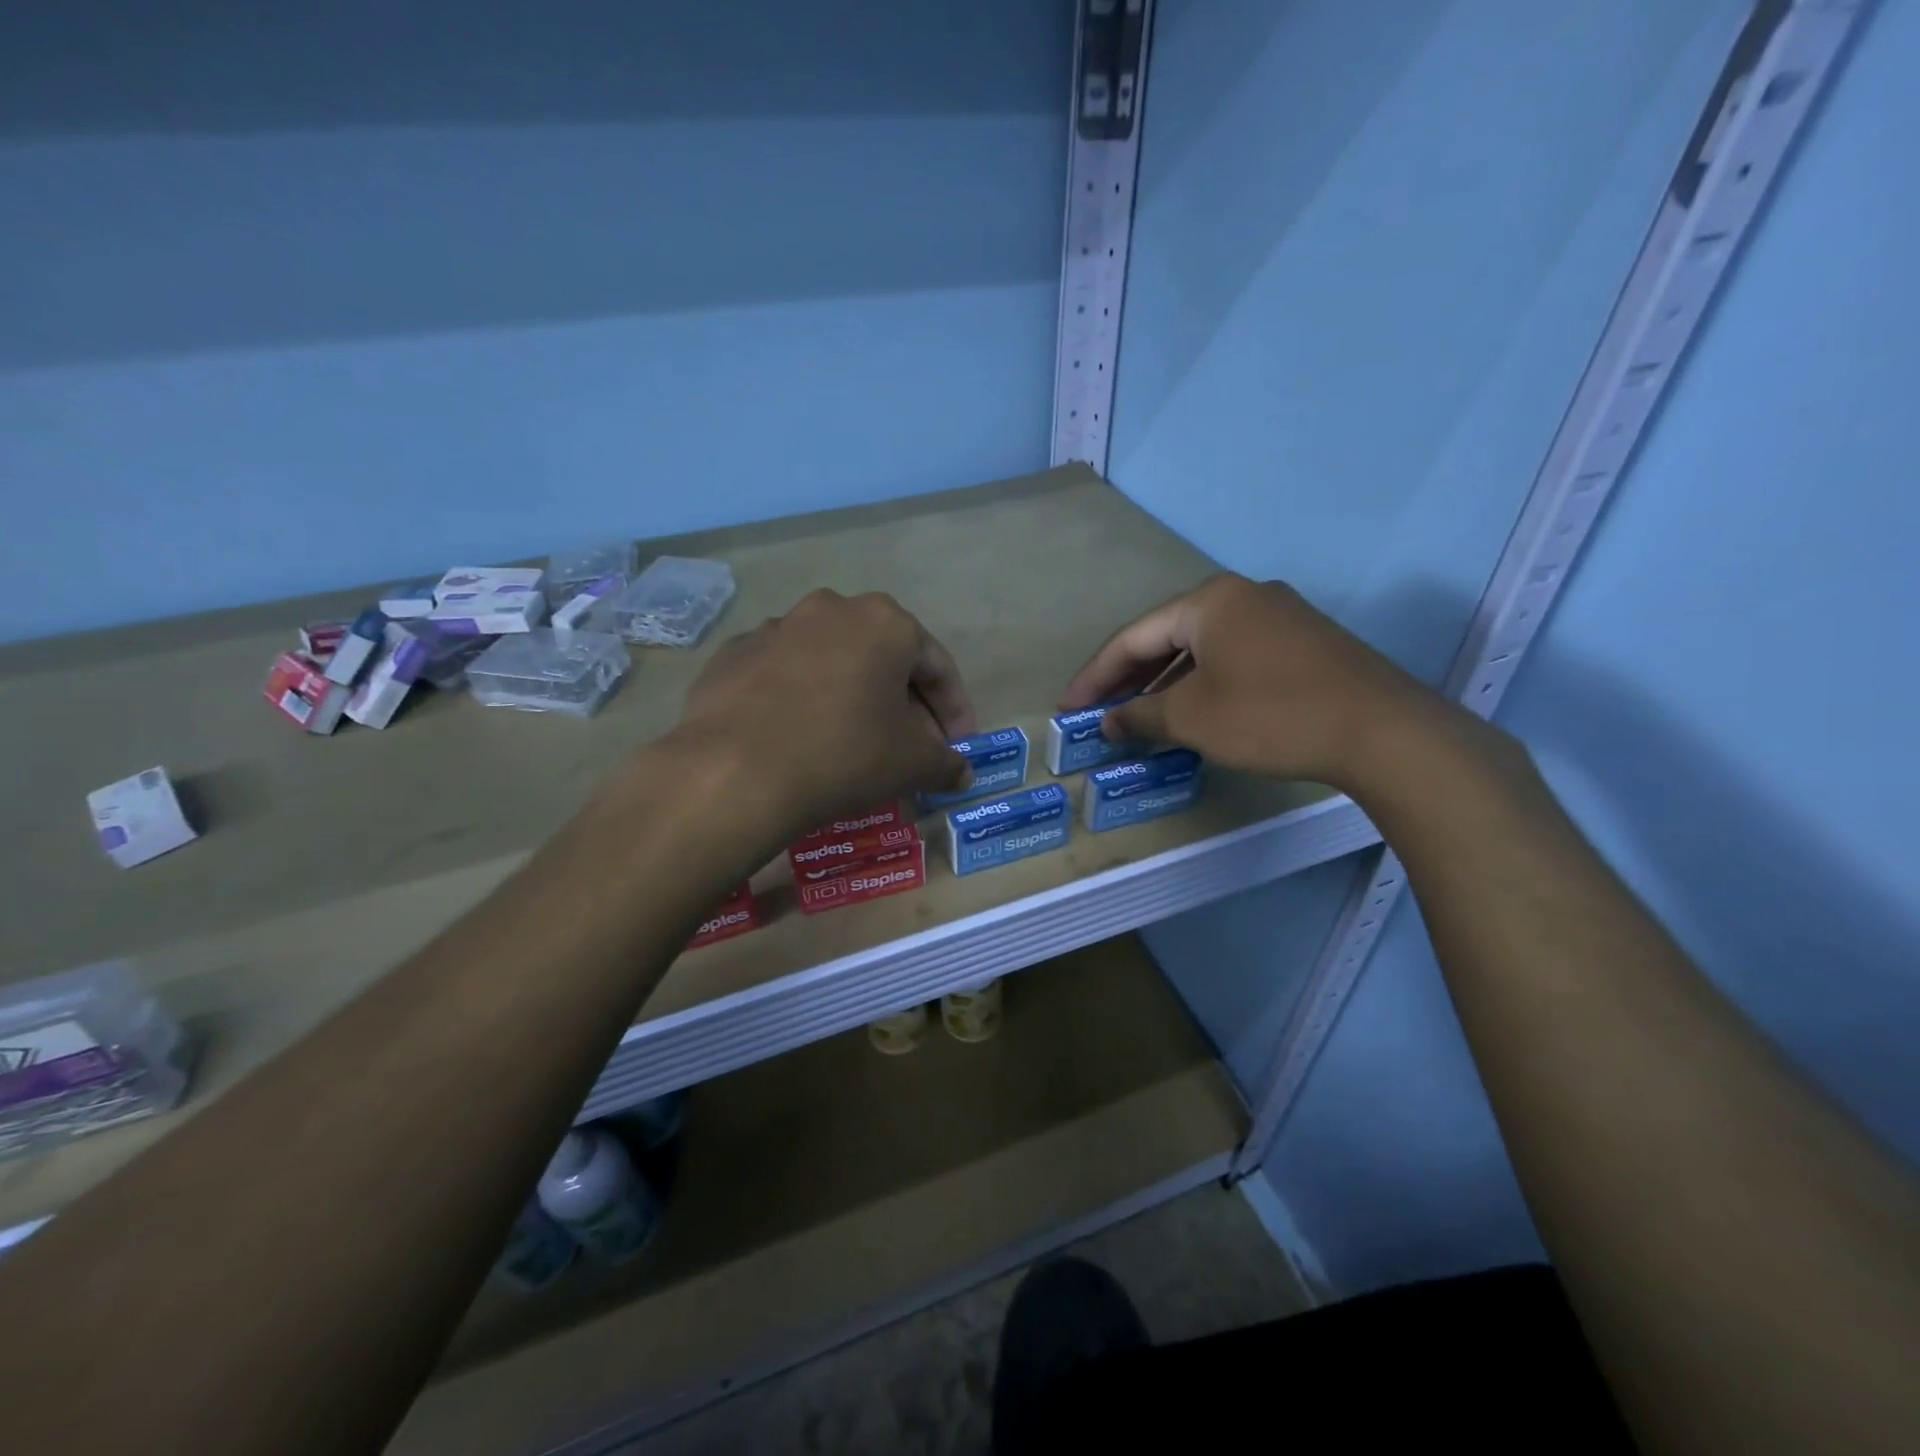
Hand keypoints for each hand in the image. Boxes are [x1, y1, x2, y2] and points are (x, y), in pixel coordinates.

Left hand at [678, 589, 976, 835]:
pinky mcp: (733, 654)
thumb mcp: (913, 763)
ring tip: (854, 742)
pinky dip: (802, 700)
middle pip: (884, 659)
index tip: (958, 746)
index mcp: (885, 621)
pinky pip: (784, 676)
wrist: (735, 771)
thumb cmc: (845, 753)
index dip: (955, 710)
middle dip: (905, 703)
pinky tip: (800, 737)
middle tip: (911, 747)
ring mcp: (775, 628)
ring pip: (832, 663)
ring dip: (852, 697)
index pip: (937, 666)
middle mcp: (831, 609)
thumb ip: (946, 762)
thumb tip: (961, 773)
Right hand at [1060, 573, 1454, 789]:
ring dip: (1165, 684)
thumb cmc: (1271, 715)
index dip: (1094, 676)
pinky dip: (1202, 684)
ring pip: (1201, 649)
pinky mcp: (1303, 643)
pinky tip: (1193, 713)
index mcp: (1208, 601)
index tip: (1067, 709)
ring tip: (1138, 718)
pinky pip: (1233, 658)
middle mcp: (1242, 597)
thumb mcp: (1192, 718)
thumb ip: (1139, 715)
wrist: (1383, 732)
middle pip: (1166, 637)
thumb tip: (1107, 722)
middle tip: (1098, 713)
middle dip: (1128, 678)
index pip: (1132, 637)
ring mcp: (1278, 617)